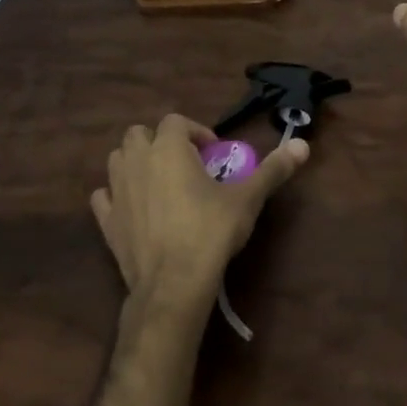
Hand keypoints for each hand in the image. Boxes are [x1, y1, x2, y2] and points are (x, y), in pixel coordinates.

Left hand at [91, 114, 308, 310]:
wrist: (173, 284)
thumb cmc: (211, 231)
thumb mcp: (248, 198)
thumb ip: (273, 169)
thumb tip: (302, 145)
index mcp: (169, 148)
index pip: (176, 121)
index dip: (195, 131)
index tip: (213, 153)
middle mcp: (137, 161)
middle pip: (139, 133)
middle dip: (160, 141)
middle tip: (185, 164)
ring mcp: (117, 191)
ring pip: (118, 159)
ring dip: (136, 162)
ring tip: (160, 181)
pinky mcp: (106, 221)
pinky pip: (104, 196)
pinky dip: (116, 196)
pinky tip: (133, 207)